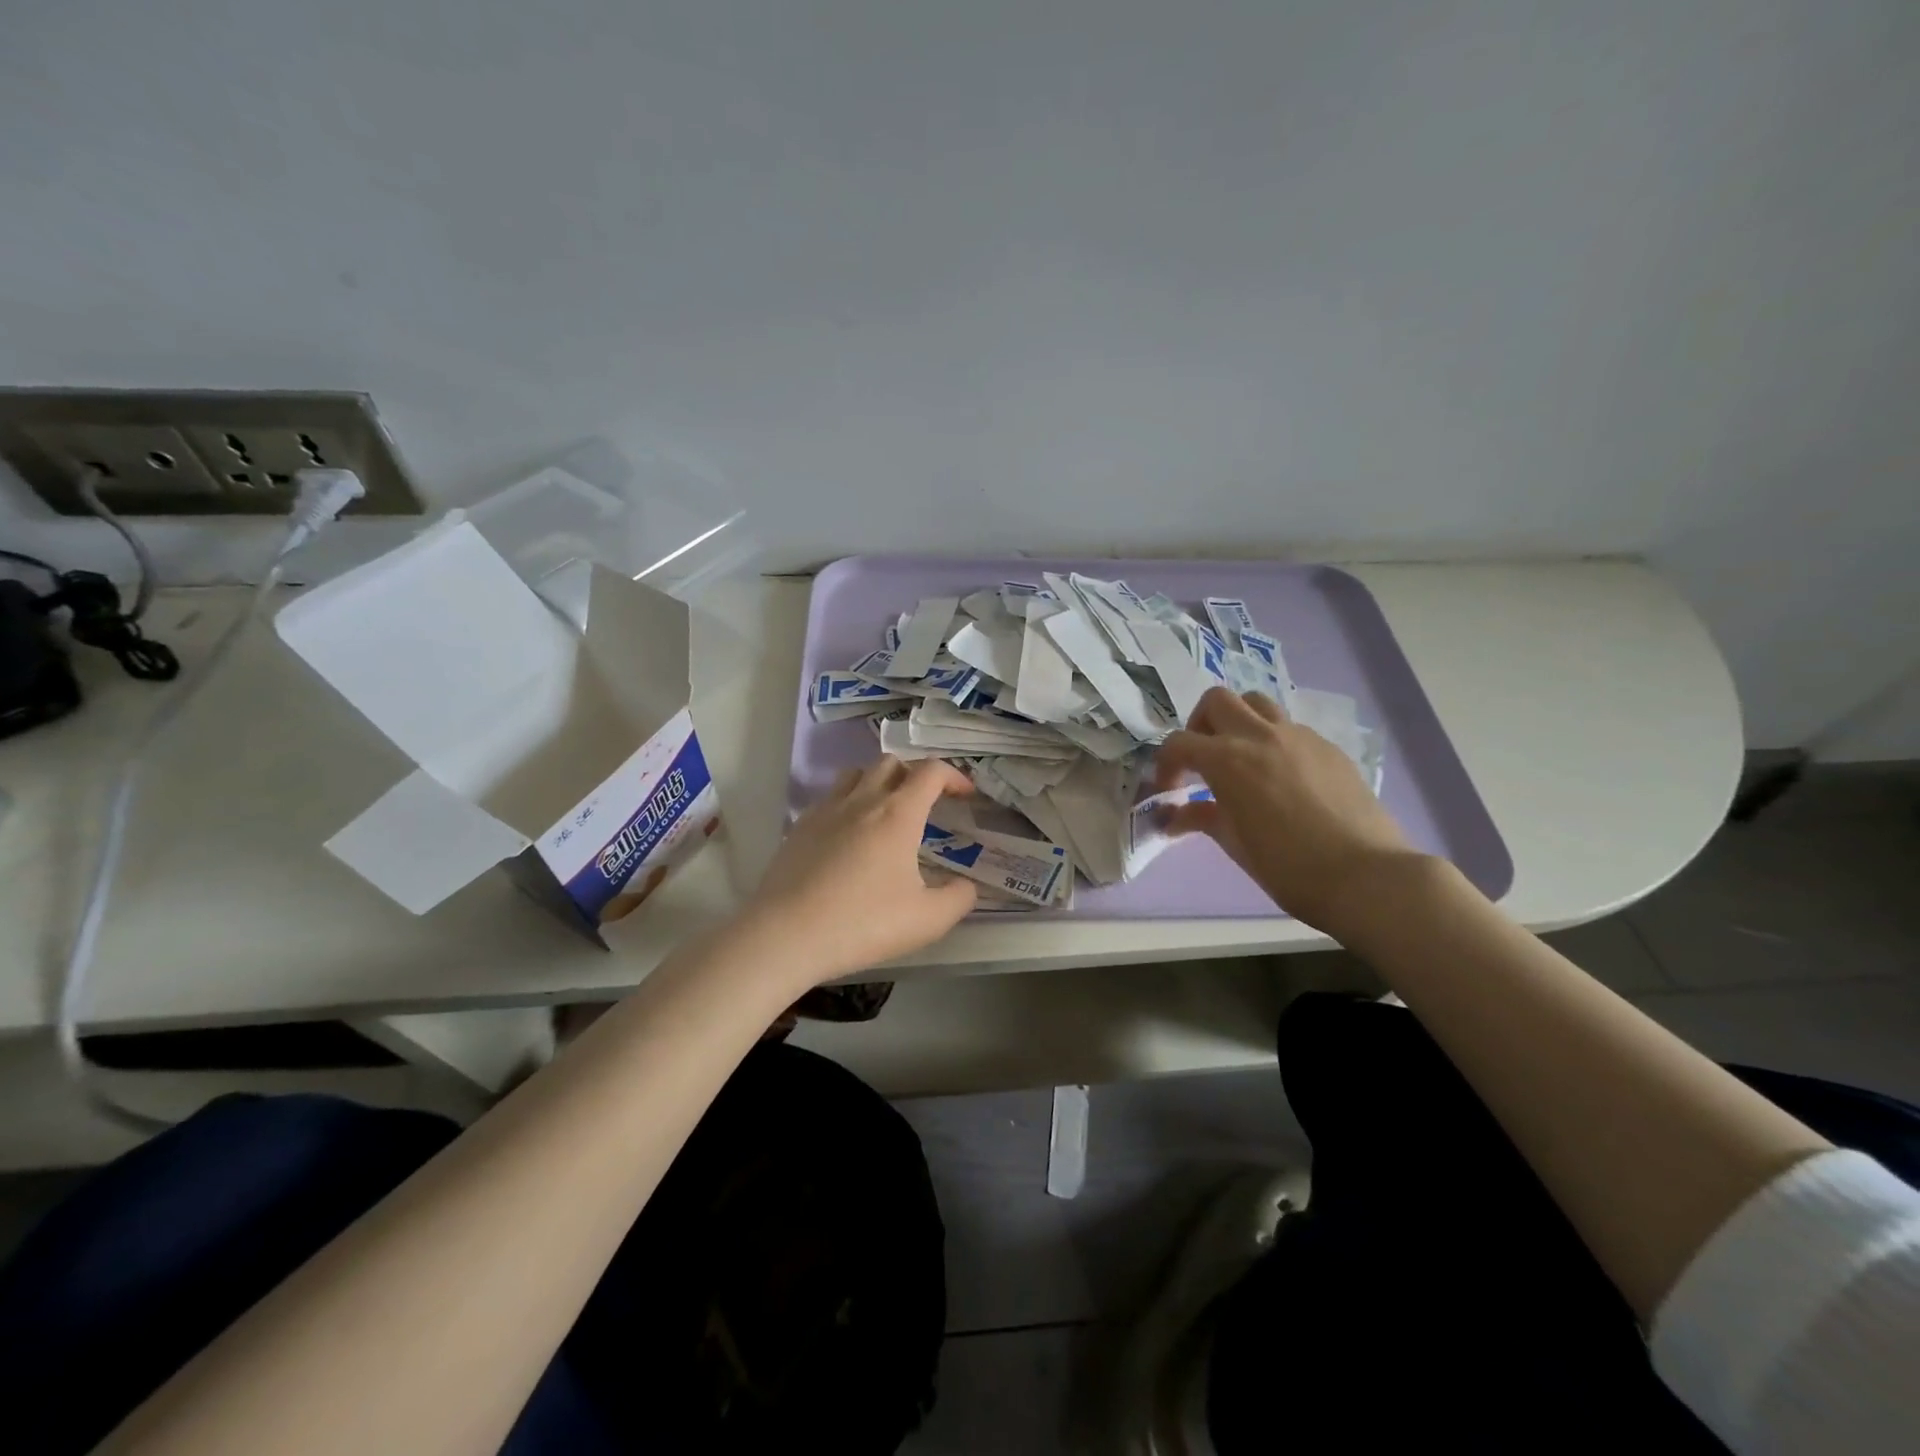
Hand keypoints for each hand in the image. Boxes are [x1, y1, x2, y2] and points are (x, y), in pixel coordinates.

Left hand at [738, 756, 977, 984]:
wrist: (786, 935)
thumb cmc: (863, 924)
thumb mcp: (927, 920)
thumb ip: (958, 898)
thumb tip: (967, 886)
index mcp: (898, 814)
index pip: (931, 772)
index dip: (954, 776)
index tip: (965, 795)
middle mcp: (862, 800)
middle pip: (892, 763)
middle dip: (916, 775)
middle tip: (927, 804)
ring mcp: (826, 810)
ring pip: (857, 773)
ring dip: (879, 782)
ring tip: (887, 812)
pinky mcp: (800, 827)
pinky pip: (830, 798)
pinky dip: (849, 803)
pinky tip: (849, 836)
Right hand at [1154, 687, 1420, 935]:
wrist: (1367, 876)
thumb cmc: (1289, 868)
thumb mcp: (1236, 845)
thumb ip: (1202, 819)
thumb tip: (1174, 817)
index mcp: (1228, 760)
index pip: (1179, 742)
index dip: (1165, 763)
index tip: (1169, 788)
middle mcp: (1260, 736)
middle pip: (1217, 701)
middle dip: (1200, 725)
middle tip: (1203, 759)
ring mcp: (1299, 737)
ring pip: (1257, 703)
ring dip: (1239, 721)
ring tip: (1241, 757)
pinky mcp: (1328, 747)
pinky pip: (1290, 728)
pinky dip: (1273, 740)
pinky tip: (1282, 777)